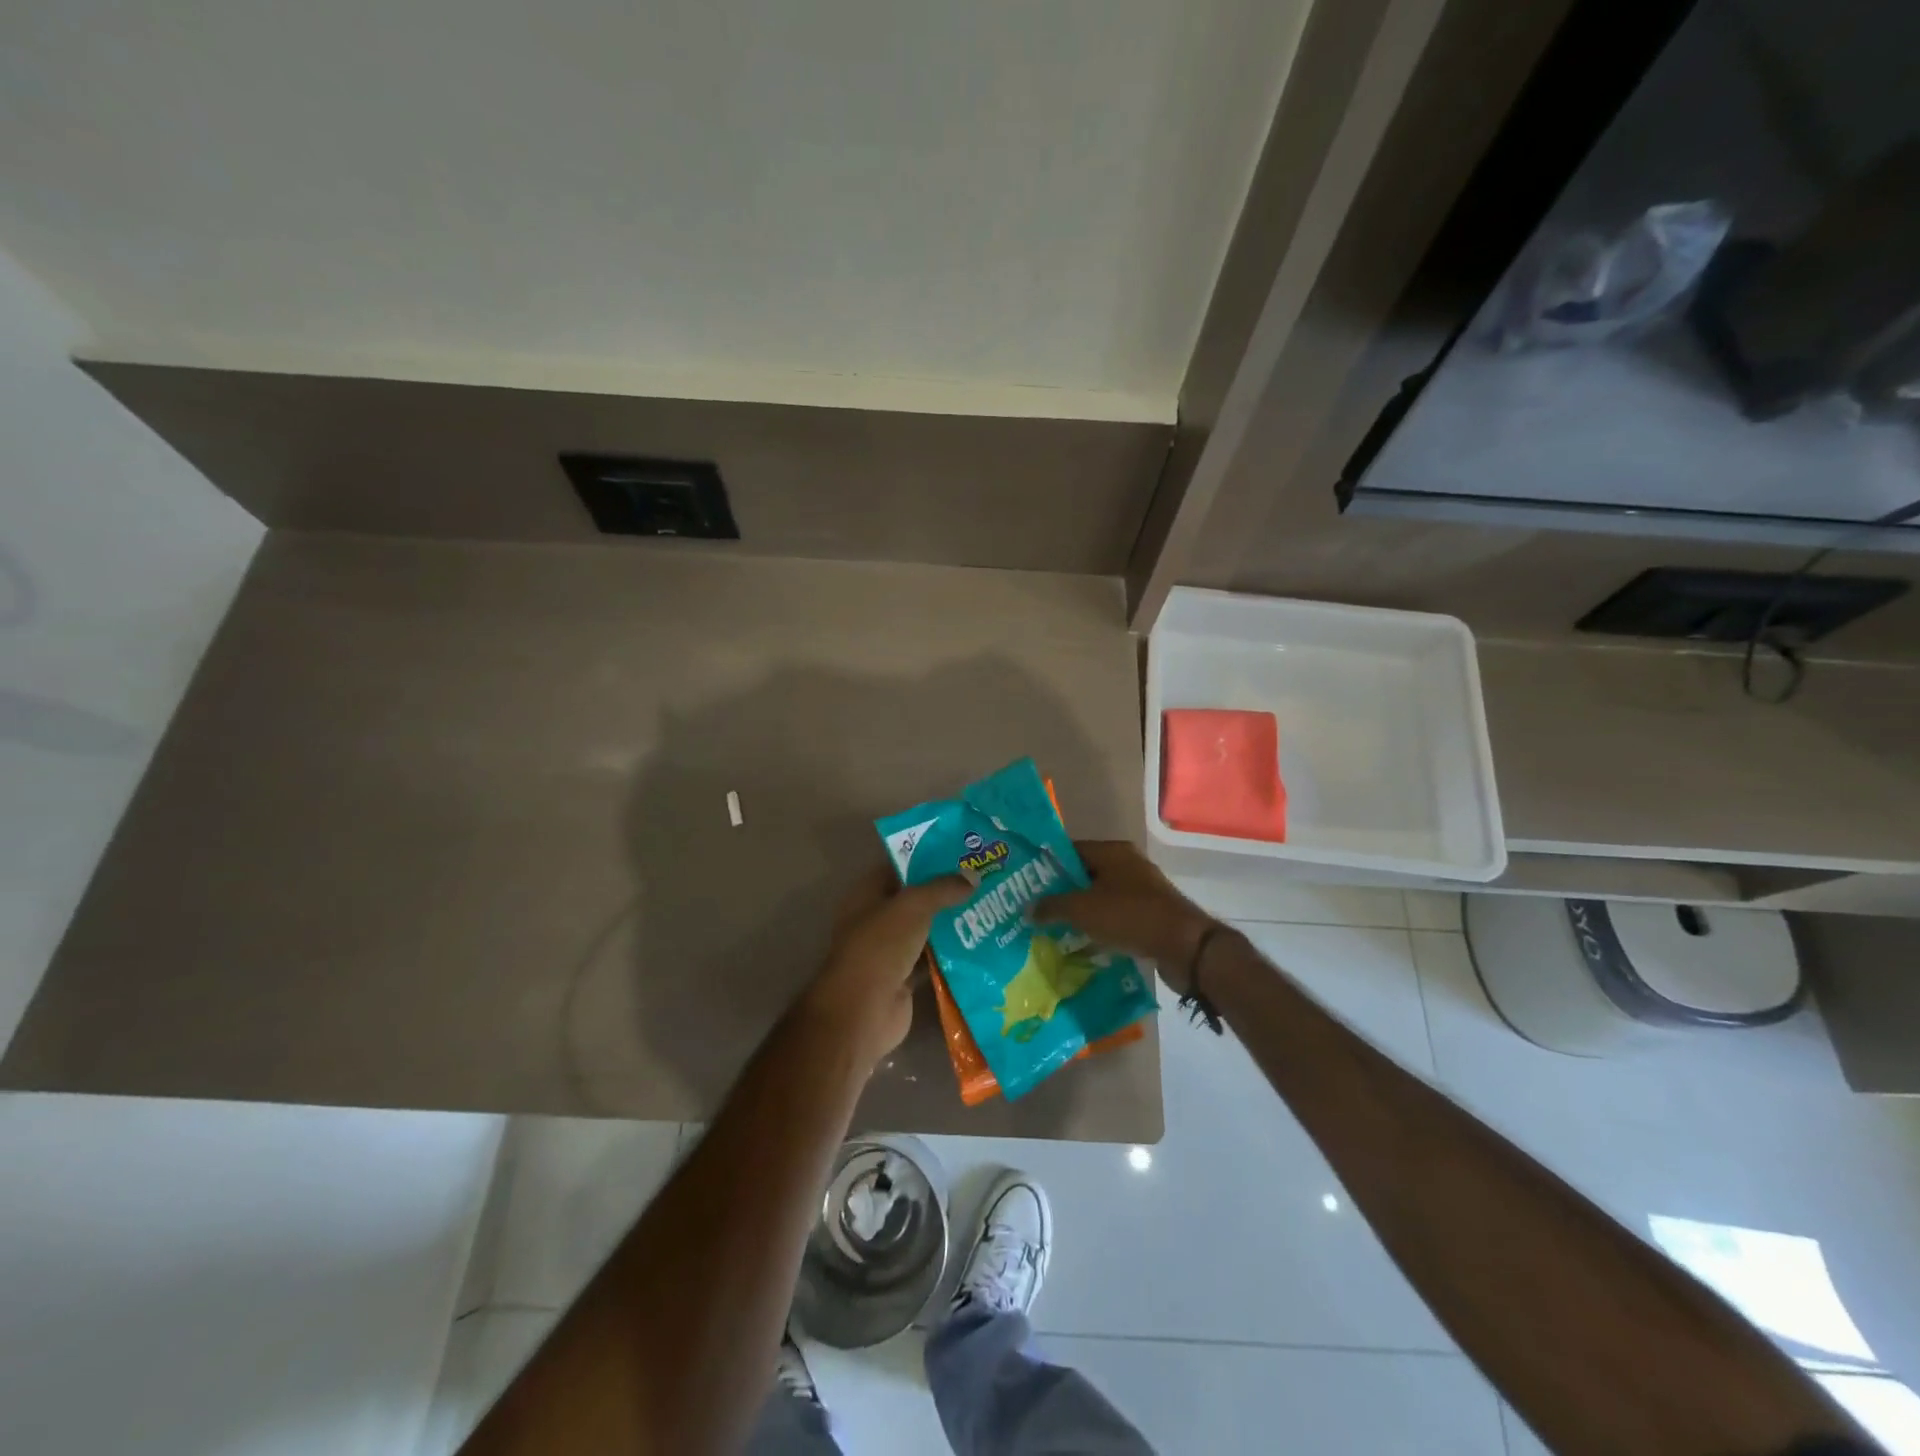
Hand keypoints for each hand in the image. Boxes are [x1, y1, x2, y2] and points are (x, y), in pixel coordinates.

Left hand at [804, 866, 969, 1067]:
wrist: (863, 1010)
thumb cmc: (880, 946)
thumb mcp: (913, 907)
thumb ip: (942, 889)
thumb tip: (972, 877)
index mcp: (868, 894)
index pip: (899, 866)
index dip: (927, 857)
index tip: (962, 852)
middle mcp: (877, 919)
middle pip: (916, 899)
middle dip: (946, 891)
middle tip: (984, 879)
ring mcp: (890, 951)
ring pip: (926, 930)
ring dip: (952, 923)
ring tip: (990, 908)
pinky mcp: (904, 978)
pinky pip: (932, 960)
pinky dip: (952, 955)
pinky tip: (982, 945)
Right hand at [1032, 841, 1217, 992]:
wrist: (1184, 947)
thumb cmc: (1129, 916)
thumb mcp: (1082, 909)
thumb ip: (1052, 906)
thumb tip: (1028, 909)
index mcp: (1113, 852)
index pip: (1071, 850)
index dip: (1047, 865)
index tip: (1026, 882)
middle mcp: (1128, 865)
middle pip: (1085, 874)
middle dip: (1061, 892)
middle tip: (1035, 908)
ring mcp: (1141, 891)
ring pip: (1100, 898)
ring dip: (1080, 912)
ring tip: (1052, 928)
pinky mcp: (1149, 916)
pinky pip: (1115, 917)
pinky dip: (1099, 927)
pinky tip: (1081, 943)